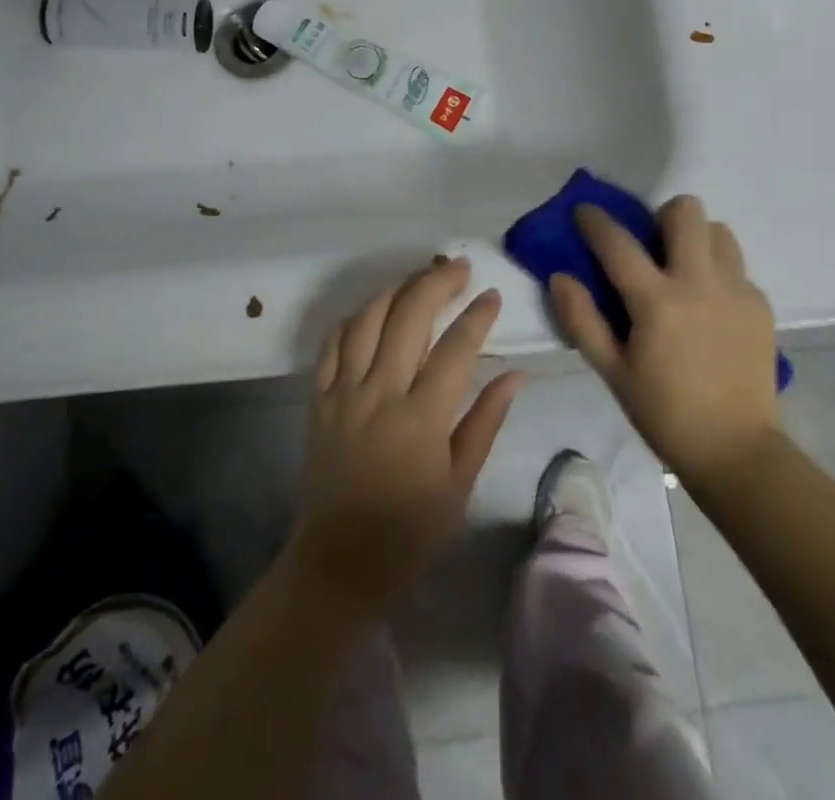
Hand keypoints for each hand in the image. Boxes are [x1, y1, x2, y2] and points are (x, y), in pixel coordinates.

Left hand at [282, 257, 524, 618]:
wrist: (337, 565)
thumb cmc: (409, 532)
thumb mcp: (460, 485)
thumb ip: (485, 423)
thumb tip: (515, 375)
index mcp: (421, 417)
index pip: (456, 347)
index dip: (478, 315)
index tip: (493, 295)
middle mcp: (381, 393)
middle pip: (409, 316)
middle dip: (437, 282)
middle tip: (459, 267)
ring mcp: (344, 392)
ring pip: (368, 319)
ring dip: (395, 289)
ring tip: (419, 278)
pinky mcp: (319, 400)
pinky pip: (331, 344)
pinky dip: (353, 318)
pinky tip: (372, 311)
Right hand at [551, 196, 779, 483]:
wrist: (736, 451)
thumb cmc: (664, 414)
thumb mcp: (612, 372)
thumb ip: (582, 320)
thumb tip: (559, 277)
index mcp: (657, 301)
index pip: (618, 243)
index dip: (595, 221)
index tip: (584, 210)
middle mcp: (700, 283)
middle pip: (685, 211)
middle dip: (661, 217)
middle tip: (652, 246)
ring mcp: (736, 290)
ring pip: (718, 230)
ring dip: (695, 239)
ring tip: (684, 271)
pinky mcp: (760, 304)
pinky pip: (736, 266)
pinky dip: (718, 272)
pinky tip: (710, 307)